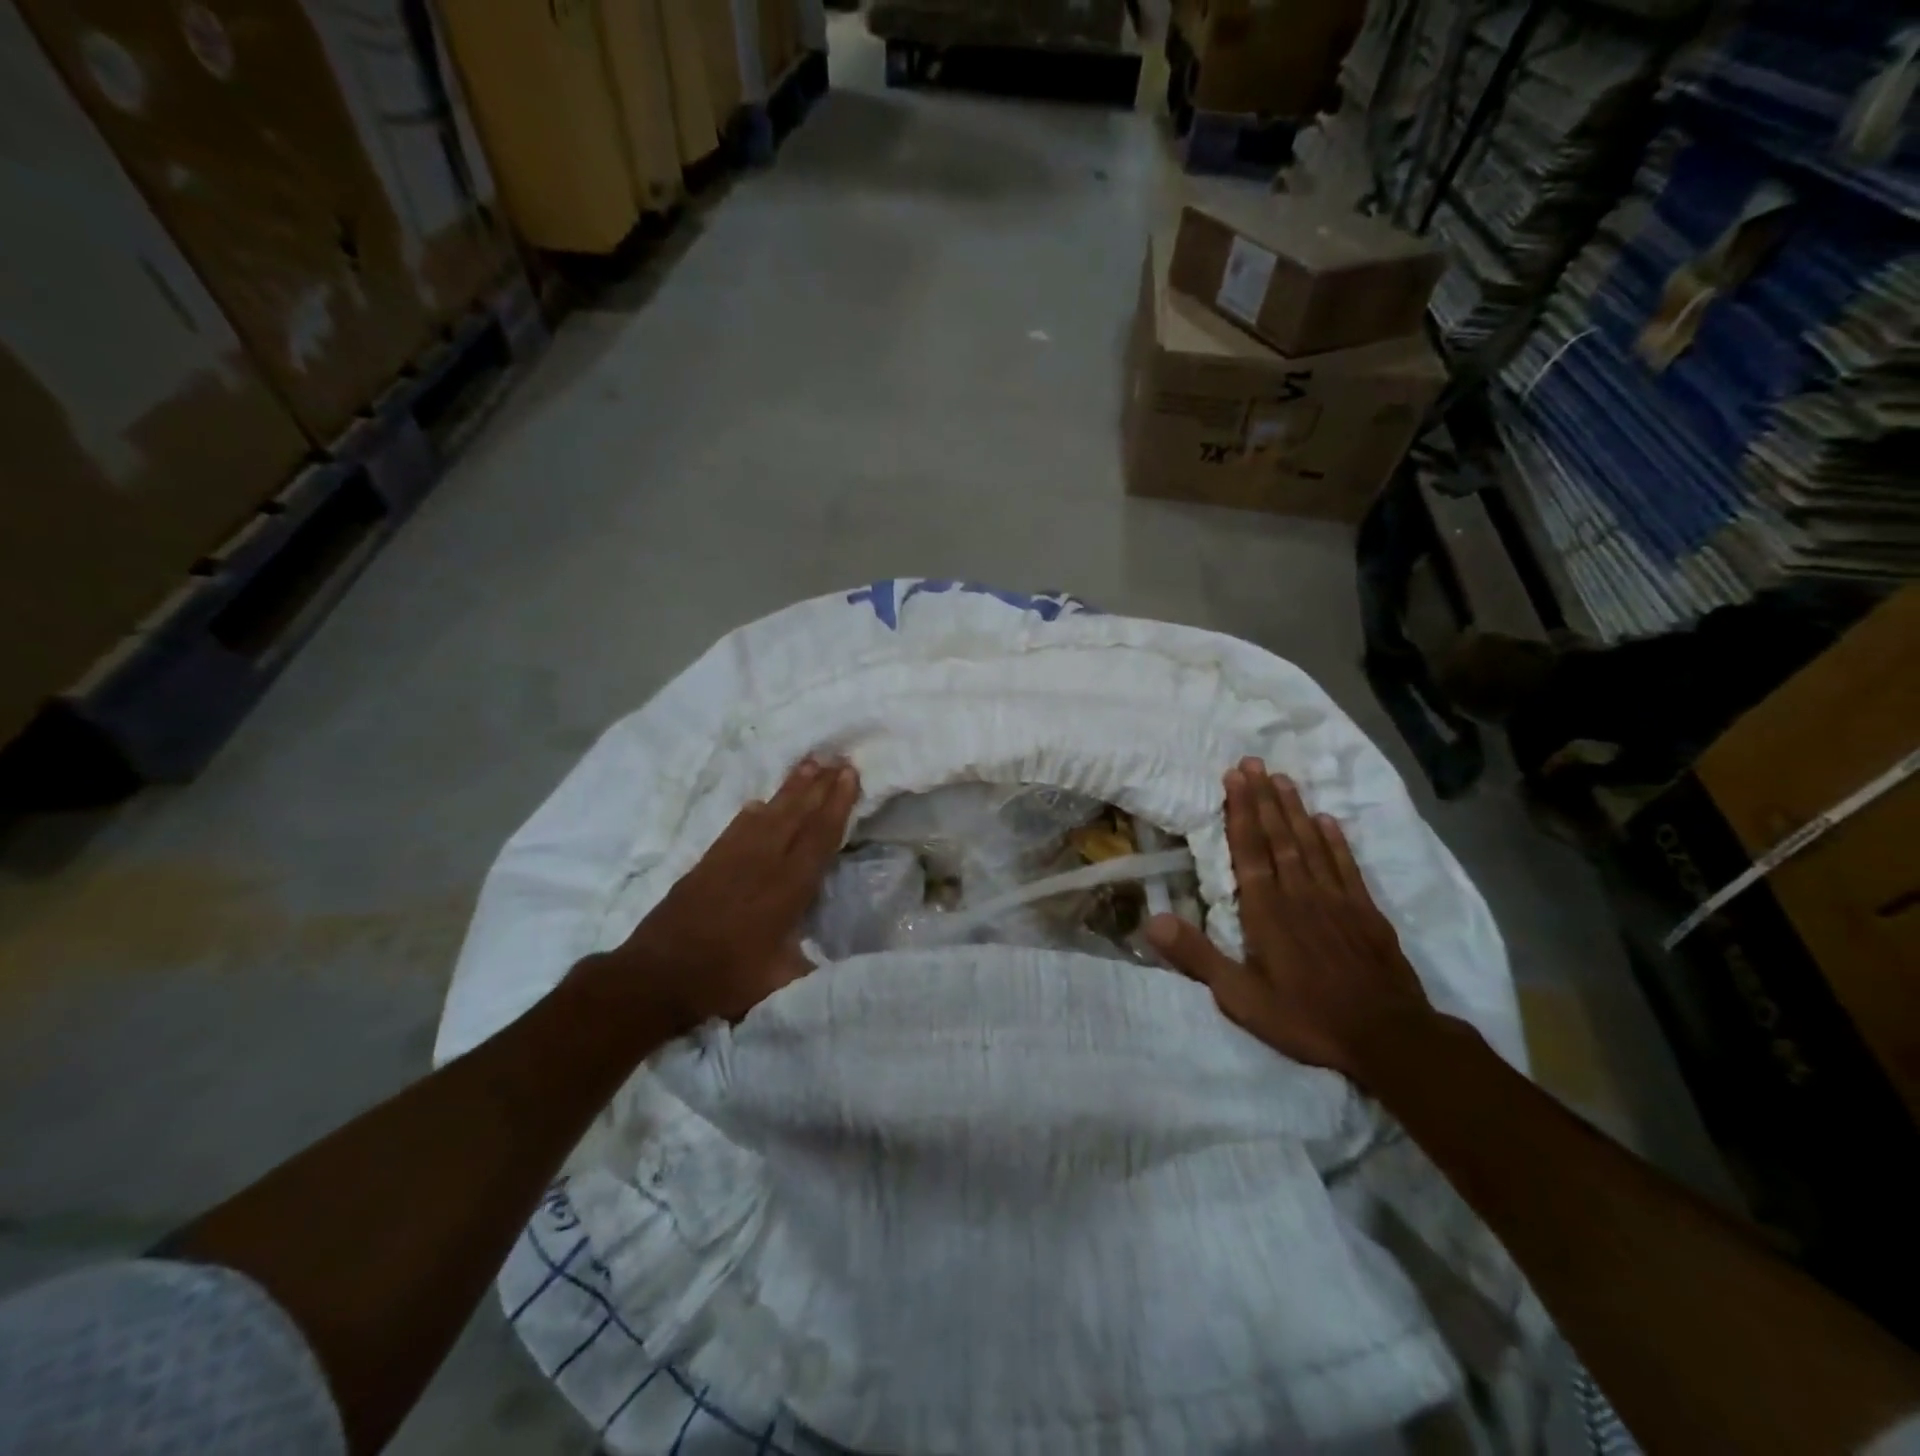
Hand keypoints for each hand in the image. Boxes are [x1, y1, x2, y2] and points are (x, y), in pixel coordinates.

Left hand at [605, 757, 859, 1031]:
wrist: (657, 976)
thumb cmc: (725, 979)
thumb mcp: (781, 982)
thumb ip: (815, 968)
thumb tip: (845, 965)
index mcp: (788, 888)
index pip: (819, 837)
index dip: (837, 805)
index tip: (850, 775)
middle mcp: (764, 863)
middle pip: (797, 815)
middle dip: (820, 786)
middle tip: (838, 758)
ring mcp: (733, 858)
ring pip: (770, 813)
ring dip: (791, 788)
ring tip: (809, 763)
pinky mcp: (708, 862)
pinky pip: (737, 827)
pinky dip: (752, 812)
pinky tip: (759, 802)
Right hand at [1145, 757, 1435, 1084]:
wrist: (1388, 1038)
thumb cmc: (1306, 1018)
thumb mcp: (1240, 997)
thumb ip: (1197, 957)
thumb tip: (1152, 921)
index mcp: (1267, 910)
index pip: (1249, 849)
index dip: (1240, 811)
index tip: (1234, 777)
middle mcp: (1300, 893)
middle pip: (1279, 836)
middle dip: (1264, 798)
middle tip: (1254, 762)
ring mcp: (1337, 899)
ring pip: (1310, 843)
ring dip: (1295, 809)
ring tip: (1283, 778)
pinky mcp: (1366, 912)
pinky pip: (1346, 865)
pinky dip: (1335, 841)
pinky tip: (1328, 821)